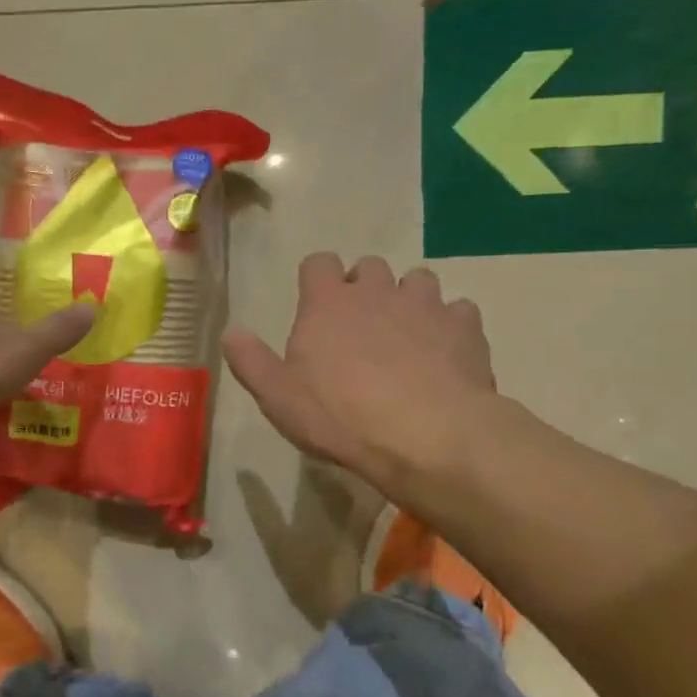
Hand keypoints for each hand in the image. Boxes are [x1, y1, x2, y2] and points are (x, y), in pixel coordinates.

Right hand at [224, 254, 498, 492]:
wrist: (426, 434)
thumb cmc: (340, 415)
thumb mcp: (278, 397)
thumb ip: (251, 361)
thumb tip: (231, 331)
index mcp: (328, 302)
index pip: (318, 262)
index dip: (317, 278)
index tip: (316, 304)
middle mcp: (377, 290)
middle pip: (369, 266)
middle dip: (365, 287)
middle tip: (360, 325)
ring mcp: (425, 304)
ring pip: (418, 280)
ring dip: (409, 299)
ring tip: (407, 334)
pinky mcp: (465, 327)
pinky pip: (459, 310)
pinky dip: (450, 324)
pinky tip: (446, 352)